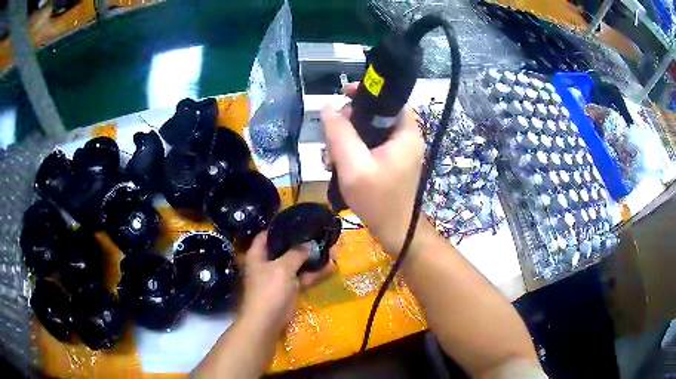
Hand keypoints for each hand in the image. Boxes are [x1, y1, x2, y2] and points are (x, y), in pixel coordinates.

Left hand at [239, 232, 333, 336]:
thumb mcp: (282, 268)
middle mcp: (267, 263)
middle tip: (319, 235)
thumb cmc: (269, 289)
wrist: (267, 320)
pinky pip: (302, 278)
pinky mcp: (289, 289)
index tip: (297, 221)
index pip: (266, 234)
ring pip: (297, 264)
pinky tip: (330, 266)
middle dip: (301, 243)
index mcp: (258, 254)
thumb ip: (296, 253)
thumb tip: (309, 244)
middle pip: (284, 249)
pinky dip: (314, 273)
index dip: (279, 226)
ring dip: (311, 258)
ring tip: (329, 248)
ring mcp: (279, 277)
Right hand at [322, 83, 424, 255]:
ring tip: (331, 158)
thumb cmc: (378, 200)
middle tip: (332, 137)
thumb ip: (339, 134)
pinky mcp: (390, 163)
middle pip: (376, 115)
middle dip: (350, 122)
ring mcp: (397, 152)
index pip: (390, 99)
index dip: (368, 93)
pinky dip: (353, 152)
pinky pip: (369, 147)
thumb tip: (327, 107)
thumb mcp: (353, 165)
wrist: (394, 231)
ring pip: (369, 132)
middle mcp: (405, 138)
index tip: (344, 95)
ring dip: (347, 140)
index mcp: (405, 133)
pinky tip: (338, 165)